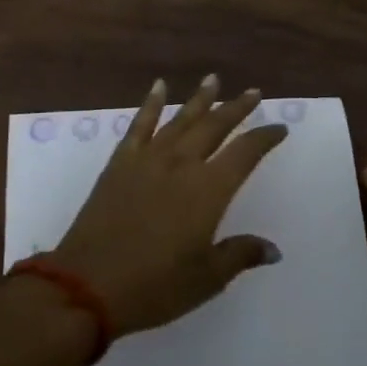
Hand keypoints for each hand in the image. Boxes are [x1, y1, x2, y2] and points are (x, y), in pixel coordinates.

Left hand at [52, 75, 286, 337]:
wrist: (87, 285)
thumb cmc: (155, 286)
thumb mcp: (207, 278)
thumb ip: (240, 255)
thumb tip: (273, 250)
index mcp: (208, 190)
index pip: (245, 153)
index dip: (264, 138)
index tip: (279, 127)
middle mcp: (182, 164)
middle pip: (215, 127)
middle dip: (236, 108)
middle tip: (253, 92)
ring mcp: (148, 159)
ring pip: (181, 120)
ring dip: (200, 99)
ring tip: (213, 79)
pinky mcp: (120, 163)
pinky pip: (139, 125)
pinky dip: (151, 104)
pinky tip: (159, 87)